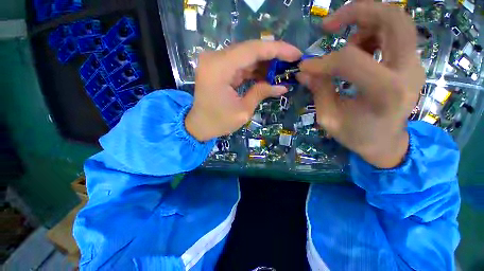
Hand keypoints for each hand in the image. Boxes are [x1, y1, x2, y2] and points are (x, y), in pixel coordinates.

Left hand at [186, 40, 301, 141]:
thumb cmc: (218, 122)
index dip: (277, 49)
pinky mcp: (218, 69)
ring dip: (264, 63)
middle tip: (291, 62)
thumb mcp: (243, 111)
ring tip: (282, 70)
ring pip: (246, 56)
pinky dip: (254, 69)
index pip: (252, 50)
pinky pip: (240, 65)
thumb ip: (261, 93)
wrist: (199, 125)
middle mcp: (215, 59)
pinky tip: (267, 75)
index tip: (295, 54)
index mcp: (219, 68)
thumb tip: (283, 86)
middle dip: (273, 55)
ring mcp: (216, 62)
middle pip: (249, 49)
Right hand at [298, 2, 425, 167]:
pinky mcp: (410, 64)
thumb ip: (319, 91)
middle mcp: (406, 72)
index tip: (305, 67)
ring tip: (345, 45)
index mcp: (384, 93)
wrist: (387, 143)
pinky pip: (394, 34)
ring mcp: (413, 65)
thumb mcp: (329, 118)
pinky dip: (372, 33)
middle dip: (358, 12)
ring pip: (395, 22)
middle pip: (393, 20)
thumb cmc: (356, 136)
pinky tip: (358, 51)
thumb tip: (304, 72)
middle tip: (329, 25)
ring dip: (364, 24)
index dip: (322, 62)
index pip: (350, 61)